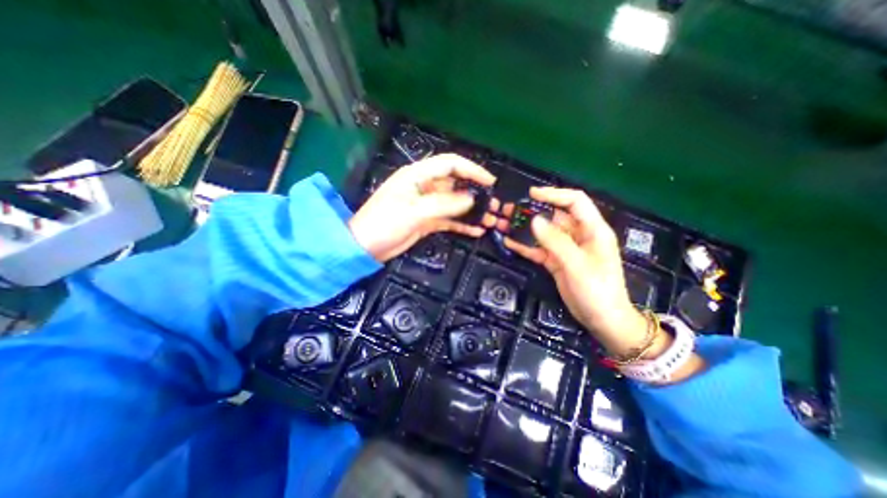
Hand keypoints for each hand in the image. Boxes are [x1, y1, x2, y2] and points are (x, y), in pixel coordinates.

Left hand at [348, 153, 497, 264]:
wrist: (365, 247)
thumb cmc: (384, 224)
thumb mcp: (414, 212)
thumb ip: (444, 204)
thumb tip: (471, 200)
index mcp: (417, 176)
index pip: (450, 164)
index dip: (471, 170)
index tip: (490, 182)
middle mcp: (424, 187)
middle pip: (455, 184)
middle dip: (475, 193)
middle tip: (494, 204)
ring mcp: (426, 205)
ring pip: (454, 204)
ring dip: (471, 211)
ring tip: (490, 220)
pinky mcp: (427, 220)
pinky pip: (449, 219)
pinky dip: (462, 224)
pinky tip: (476, 230)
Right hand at [491, 186, 649, 357]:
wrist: (601, 320)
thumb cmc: (597, 291)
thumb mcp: (577, 264)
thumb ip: (555, 241)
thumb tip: (534, 220)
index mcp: (592, 229)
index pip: (575, 201)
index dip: (554, 194)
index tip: (531, 194)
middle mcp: (578, 235)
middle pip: (553, 216)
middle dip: (531, 211)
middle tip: (508, 210)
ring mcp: (565, 249)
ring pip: (543, 233)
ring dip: (524, 228)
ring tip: (503, 223)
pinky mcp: (556, 261)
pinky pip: (538, 249)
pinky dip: (524, 245)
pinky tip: (509, 241)